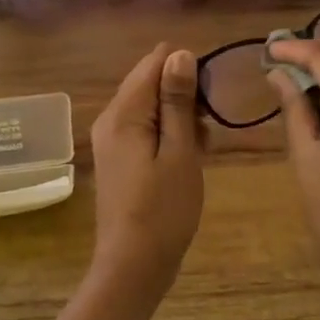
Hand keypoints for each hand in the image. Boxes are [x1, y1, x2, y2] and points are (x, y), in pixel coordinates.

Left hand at [88, 43, 204, 288]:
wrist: (133, 266)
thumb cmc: (163, 210)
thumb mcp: (180, 152)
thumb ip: (177, 101)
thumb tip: (180, 53)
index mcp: (123, 113)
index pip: (154, 62)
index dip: (186, 70)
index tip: (209, 100)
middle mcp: (110, 119)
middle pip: (150, 83)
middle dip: (184, 96)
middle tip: (208, 130)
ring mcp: (111, 140)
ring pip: (150, 108)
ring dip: (179, 118)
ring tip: (202, 148)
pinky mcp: (118, 158)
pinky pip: (145, 130)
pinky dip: (168, 135)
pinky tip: (188, 158)